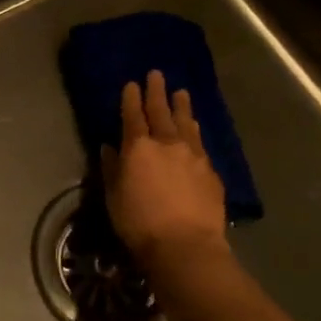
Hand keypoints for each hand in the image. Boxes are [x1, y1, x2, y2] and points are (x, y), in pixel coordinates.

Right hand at [102, 70, 227, 269]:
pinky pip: (201, 143)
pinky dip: (195, 131)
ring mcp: (193, 155)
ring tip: (181, 93)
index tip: (132, 83)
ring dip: (182, 106)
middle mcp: (167, 143)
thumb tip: (110, 147)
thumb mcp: (114, 197)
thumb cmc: (140, 223)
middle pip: (161, 111)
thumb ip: (112, 168)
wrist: (186, 246)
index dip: (131, 98)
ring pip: (186, 123)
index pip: (133, 115)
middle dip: (157, 91)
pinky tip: (195, 130)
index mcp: (138, 147)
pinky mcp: (211, 171)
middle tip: (157, 74)